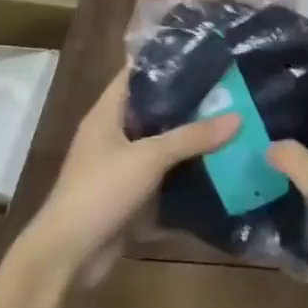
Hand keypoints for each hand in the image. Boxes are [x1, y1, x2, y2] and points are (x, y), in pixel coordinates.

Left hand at [26, 68, 237, 280]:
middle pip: (155, 108)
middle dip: (189, 100)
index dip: (165, 61)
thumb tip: (238, 117)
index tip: (204, 52)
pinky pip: (165, 174)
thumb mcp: (149, 158)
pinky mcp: (132, 194)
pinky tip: (220, 163)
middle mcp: (114, 135)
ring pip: (163, 142)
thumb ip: (193, 137)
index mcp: (107, 114)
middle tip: (230, 87)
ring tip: (233, 119)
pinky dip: (188, 169)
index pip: (136, 74)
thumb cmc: (100, 192)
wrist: (68, 255)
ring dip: (191, 137)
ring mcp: (122, 166)